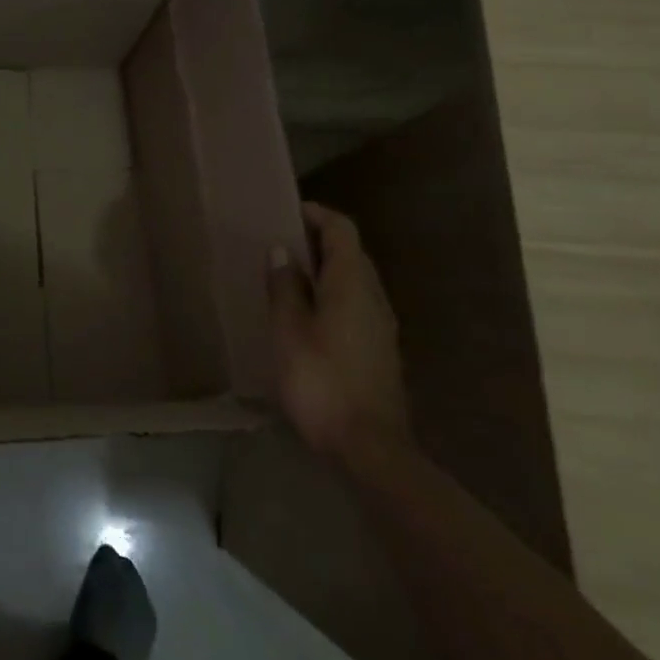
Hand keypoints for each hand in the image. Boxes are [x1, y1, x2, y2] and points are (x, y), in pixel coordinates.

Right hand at [267, 201, 409, 458]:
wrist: (369, 448)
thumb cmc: (321, 381)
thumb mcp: (289, 331)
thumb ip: (284, 287)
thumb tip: (281, 250)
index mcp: (352, 284)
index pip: (341, 230)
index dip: (317, 214)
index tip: (286, 211)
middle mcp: (373, 297)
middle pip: (350, 253)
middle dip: (317, 241)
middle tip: (278, 242)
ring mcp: (381, 325)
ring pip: (353, 281)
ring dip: (323, 270)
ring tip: (285, 277)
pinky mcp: (379, 350)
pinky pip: (355, 305)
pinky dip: (331, 295)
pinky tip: (305, 315)